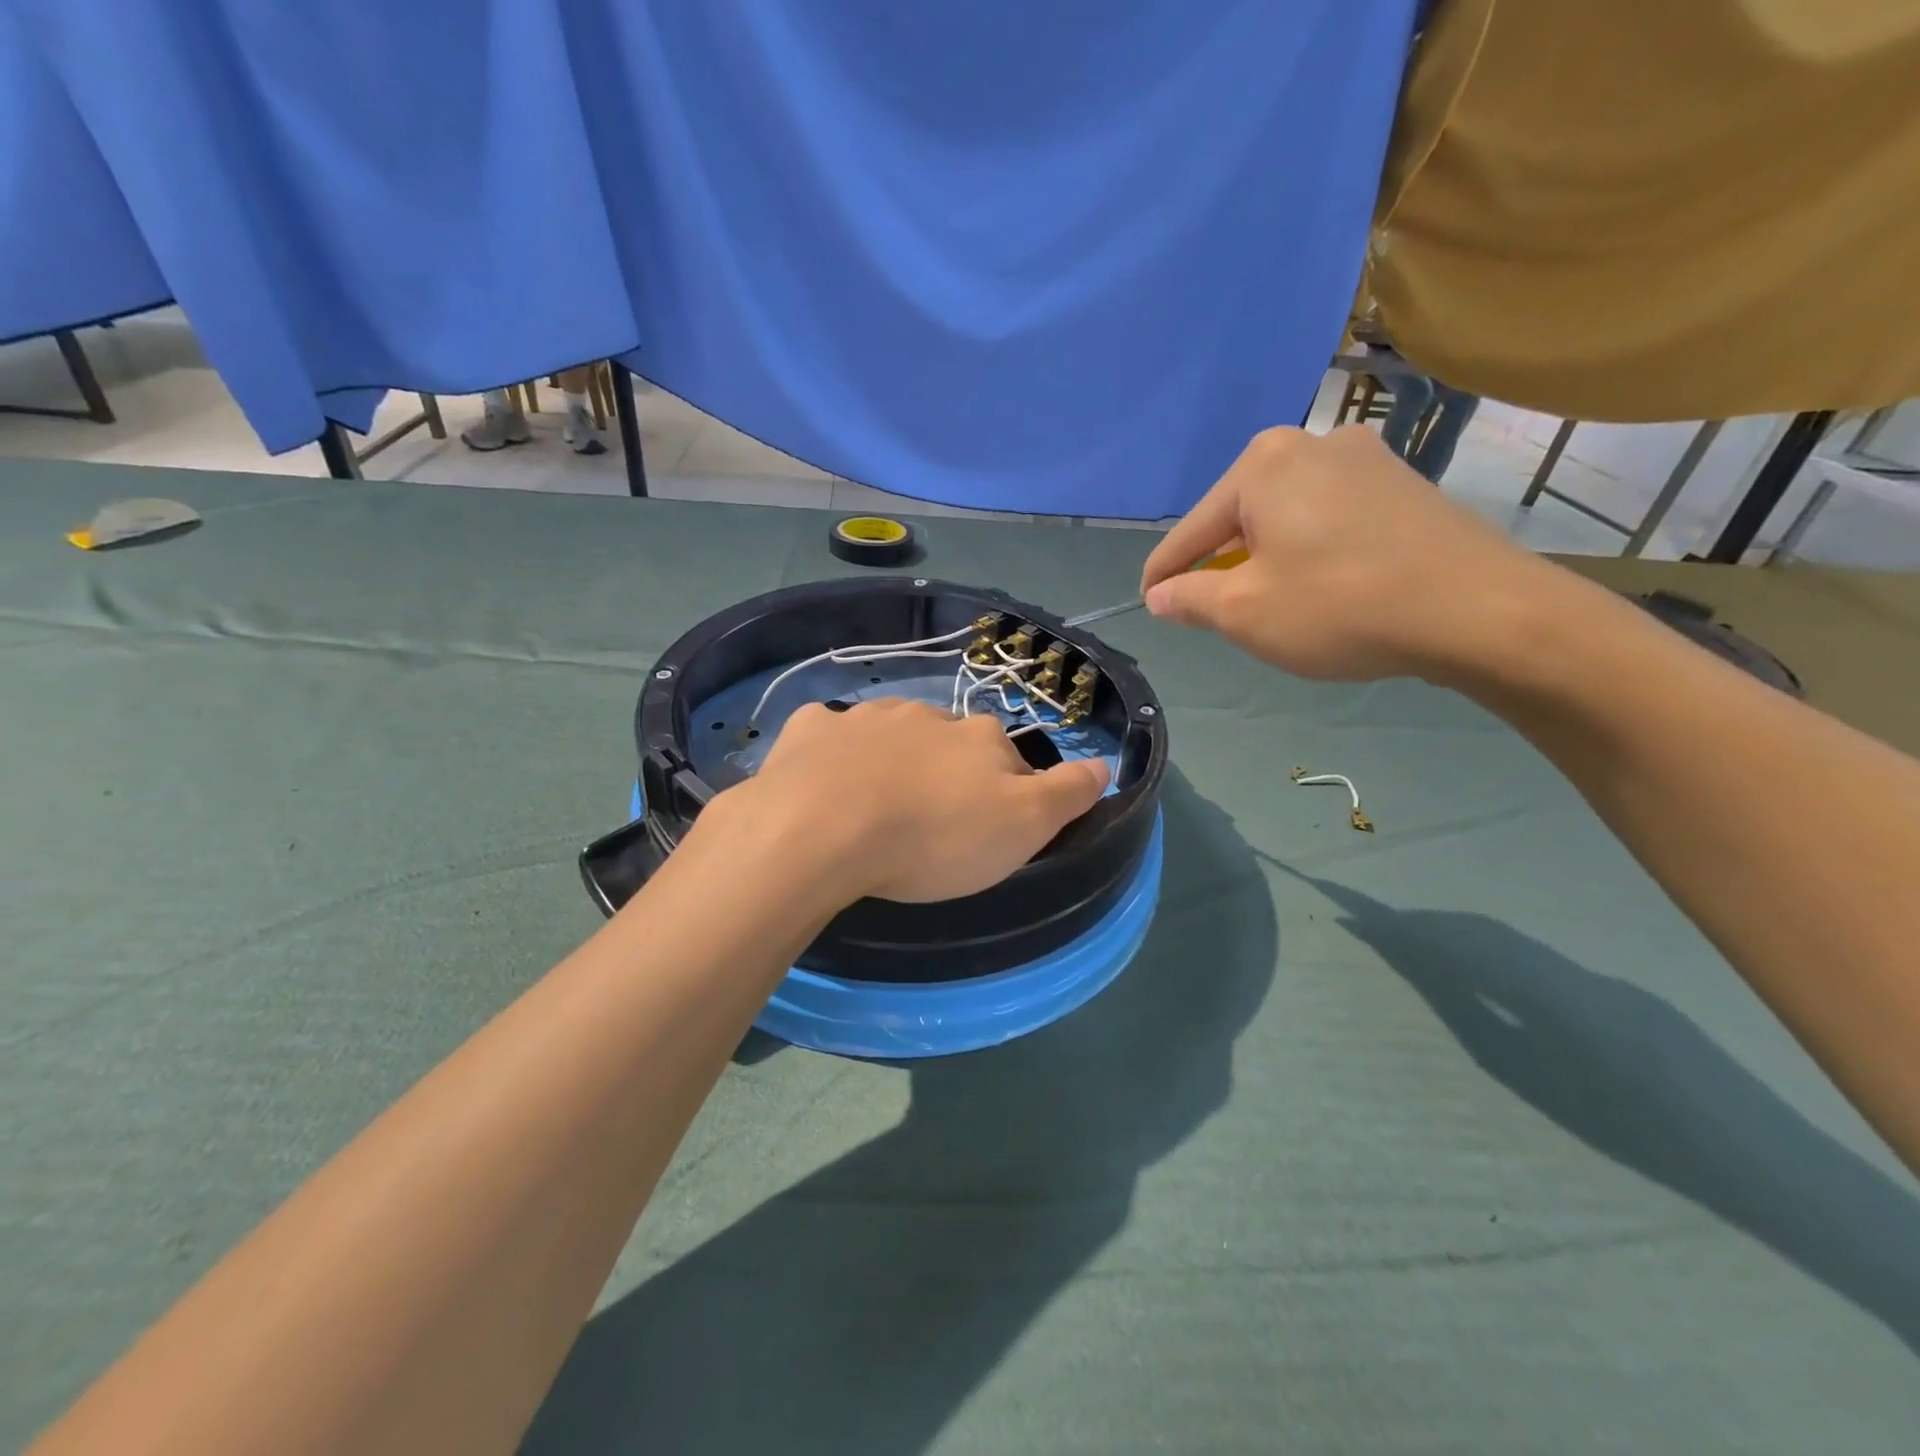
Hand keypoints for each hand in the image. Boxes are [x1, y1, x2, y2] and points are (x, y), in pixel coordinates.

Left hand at [720, 699, 1109, 903]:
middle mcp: (925, 715)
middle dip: (947, 773)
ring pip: (890, 734)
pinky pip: (829, 737)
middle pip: (949, 743)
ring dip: (892, 760)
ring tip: (876, 808)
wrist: (820, 830)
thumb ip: (1066, 793)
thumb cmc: (932, 837)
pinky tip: (823, 783)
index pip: (1009, 761)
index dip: (1006, 794)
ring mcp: (864, 717)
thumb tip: (1103, 765)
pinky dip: (833, 754)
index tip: (989, 832)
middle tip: (931, 824)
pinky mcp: (810, 730)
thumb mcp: (1021, 827)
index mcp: (978, 738)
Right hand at [1140, 425, 1562, 681]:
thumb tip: (1161, 595)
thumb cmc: (1339, 606)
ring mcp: (1365, 458)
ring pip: (1286, 513)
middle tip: (1209, 606)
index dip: (1164, 573)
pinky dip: (1308, 547)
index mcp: (1262, 465)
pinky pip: (1329, 515)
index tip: (1148, 601)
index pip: (1192, 529)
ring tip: (1264, 597)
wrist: (1479, 610)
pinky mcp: (1403, 483)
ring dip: (1264, 554)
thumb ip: (1190, 599)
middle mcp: (1310, 444)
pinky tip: (1318, 581)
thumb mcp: (1245, 613)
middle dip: (1219, 561)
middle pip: (1239, 514)